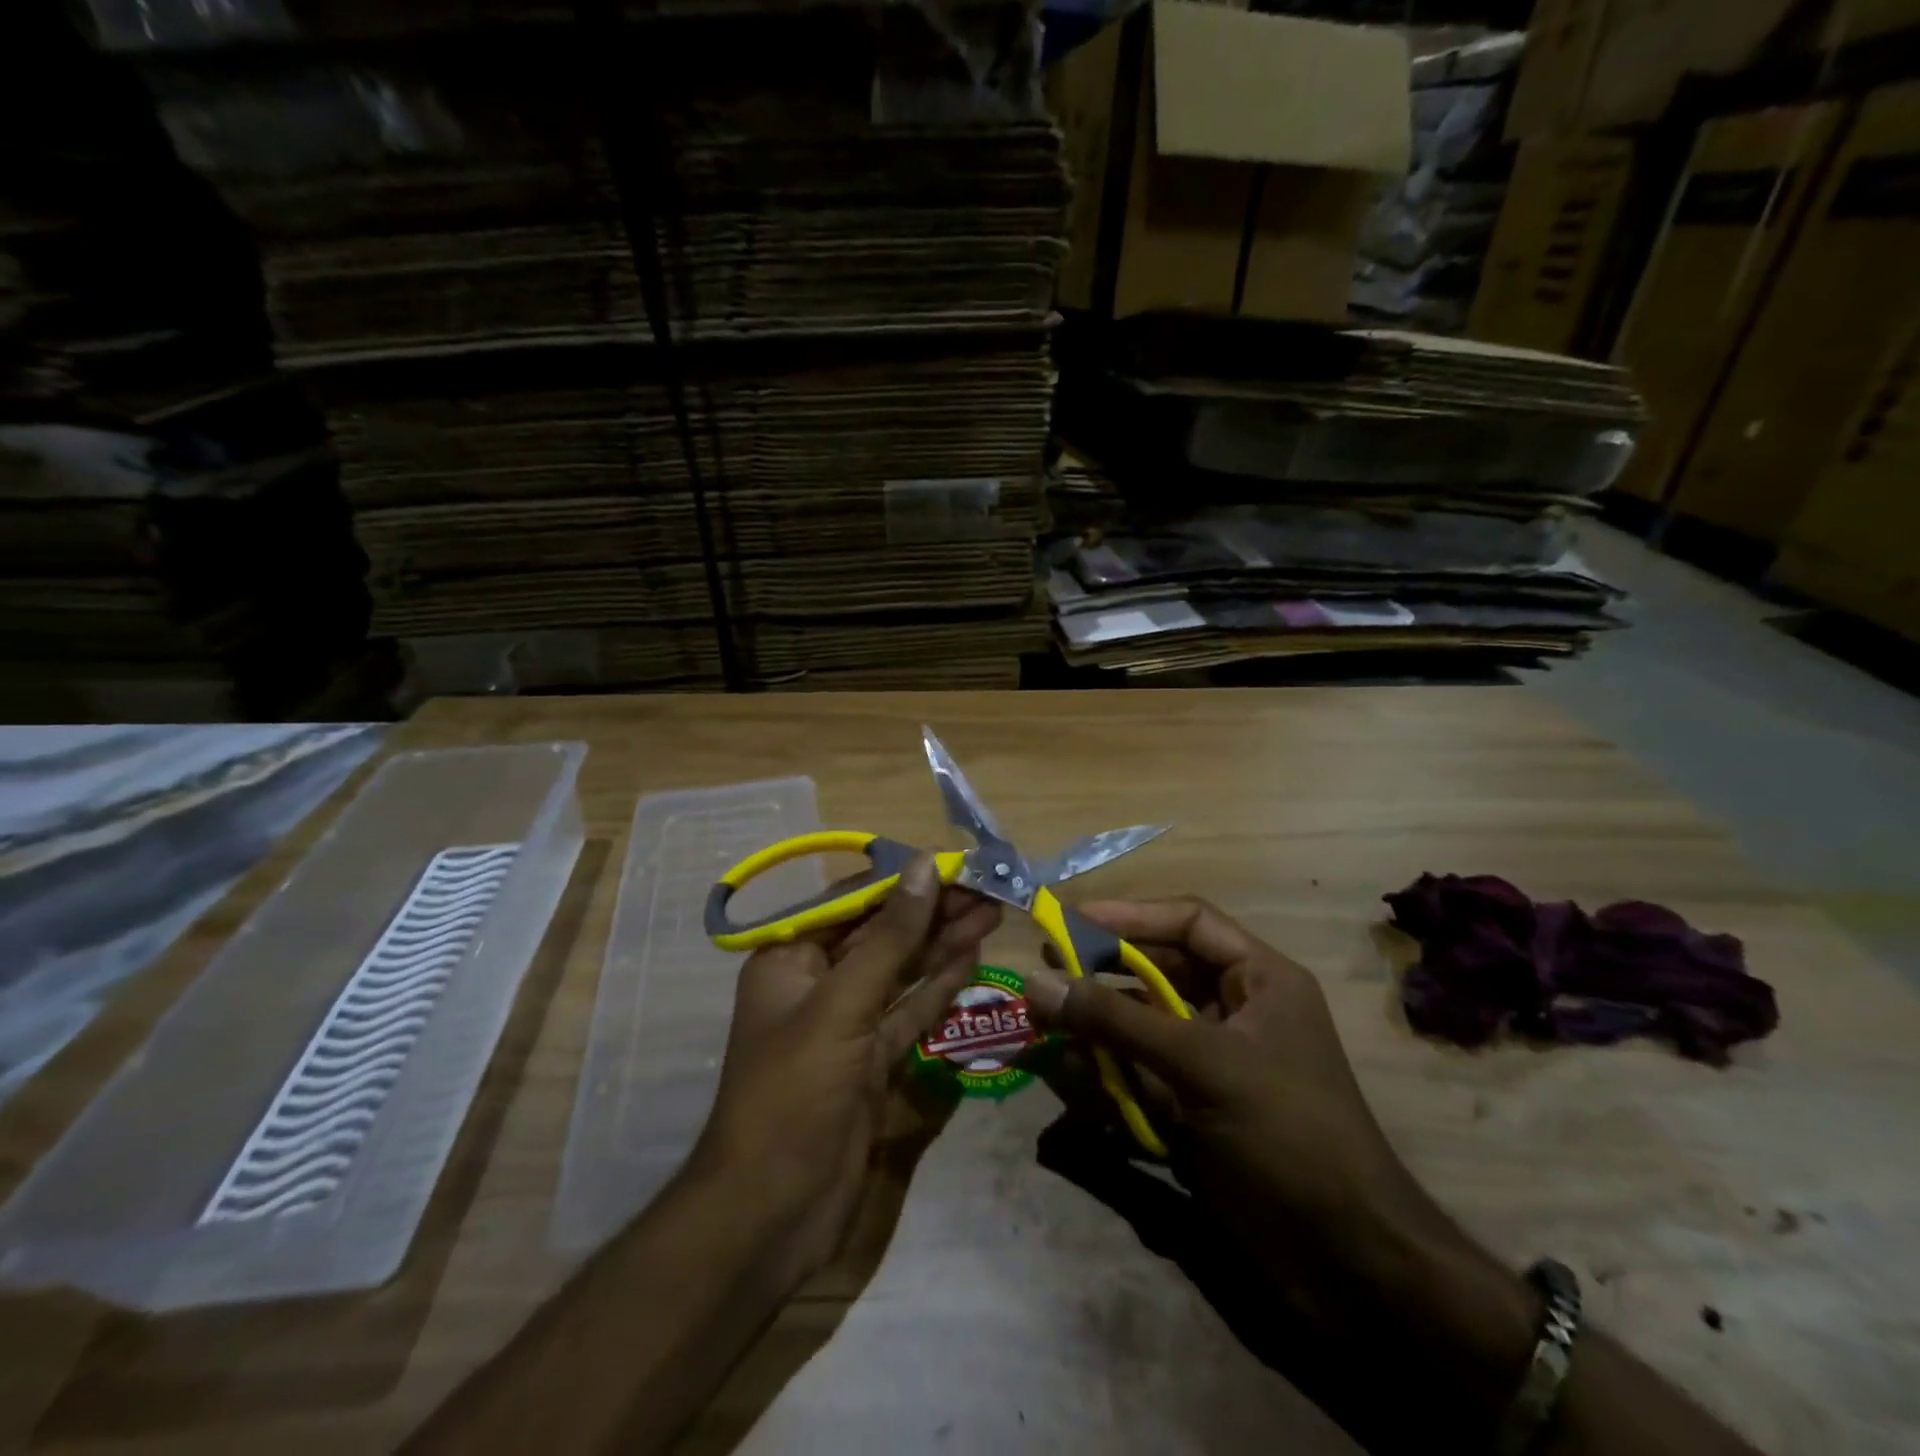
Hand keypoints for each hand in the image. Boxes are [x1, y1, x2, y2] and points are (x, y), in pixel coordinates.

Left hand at [689, 855, 1001, 1290]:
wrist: (770, 1213)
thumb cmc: (793, 1093)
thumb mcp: (841, 1005)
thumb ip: (889, 937)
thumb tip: (923, 866)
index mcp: (790, 959)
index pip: (852, 903)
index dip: (901, 881)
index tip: (950, 864)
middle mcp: (816, 984)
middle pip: (881, 935)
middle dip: (931, 912)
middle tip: (986, 889)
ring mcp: (846, 1025)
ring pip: (900, 972)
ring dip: (941, 944)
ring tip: (990, 913)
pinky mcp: (871, 1063)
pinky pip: (908, 1012)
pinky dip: (937, 988)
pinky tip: (970, 960)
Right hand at [1025, 897, 1442, 1285]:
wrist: (1348, 1262)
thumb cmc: (1287, 1134)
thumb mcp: (1202, 1064)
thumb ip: (1117, 1020)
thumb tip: (1037, 981)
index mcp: (1259, 980)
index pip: (1188, 922)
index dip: (1129, 915)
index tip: (1070, 919)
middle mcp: (1236, 1010)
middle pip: (1158, 972)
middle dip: (1102, 973)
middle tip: (1047, 971)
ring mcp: (1214, 1062)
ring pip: (1142, 1025)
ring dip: (1096, 1026)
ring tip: (1045, 1025)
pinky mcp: (1196, 1107)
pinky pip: (1140, 1073)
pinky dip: (1105, 1071)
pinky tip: (1067, 1073)